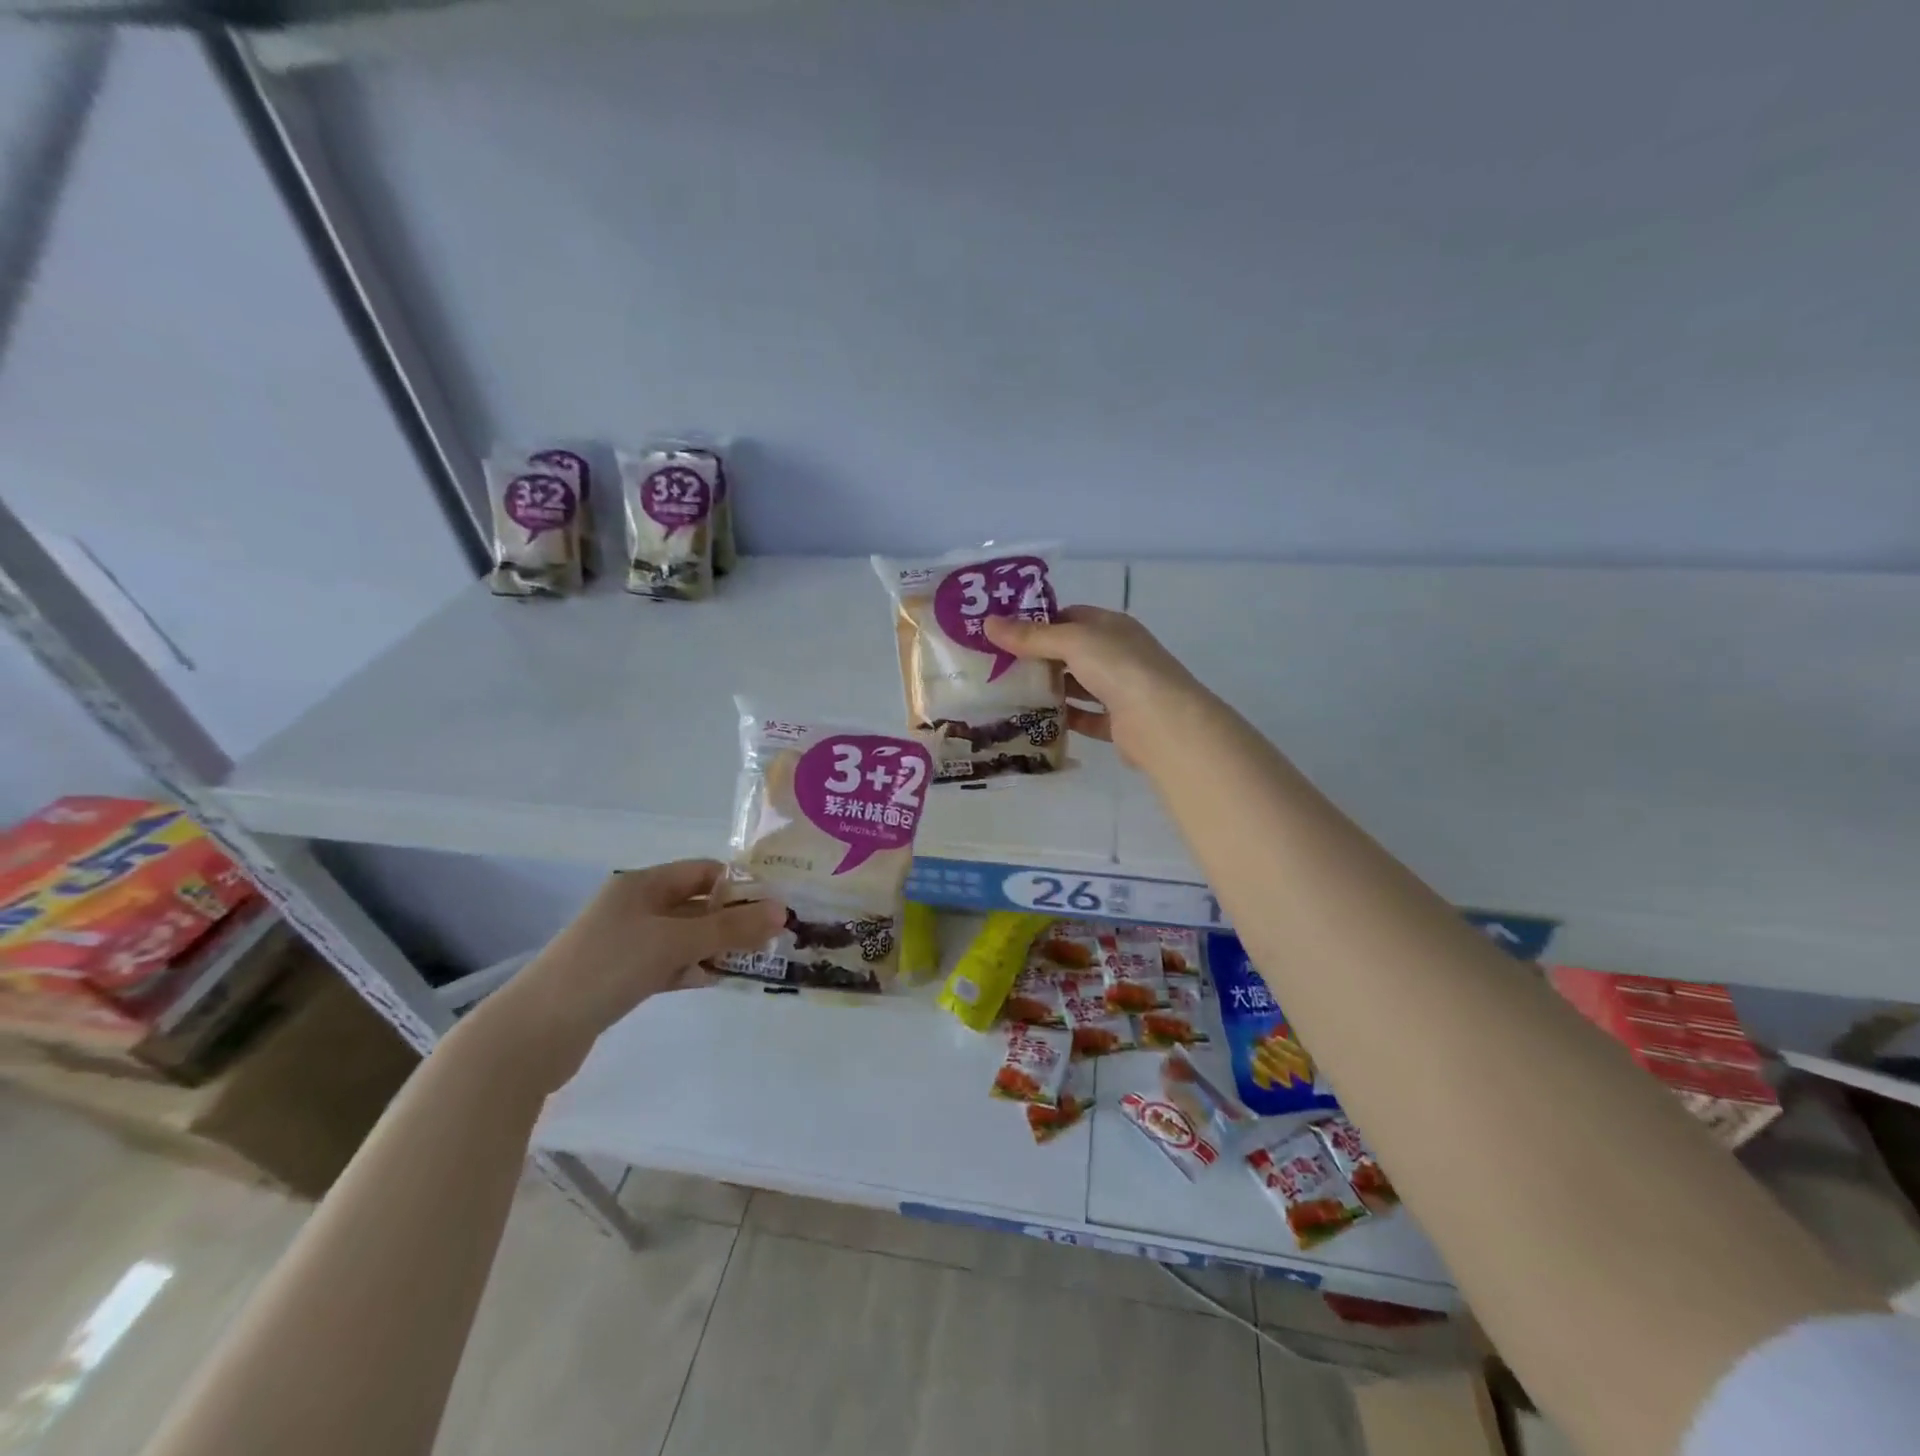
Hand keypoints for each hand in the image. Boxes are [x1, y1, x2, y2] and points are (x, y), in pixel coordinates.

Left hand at [470, 860, 783, 1087]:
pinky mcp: (619, 976)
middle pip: (695, 904)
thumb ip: (729, 928)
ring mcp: (625, 943)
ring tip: (750, 962)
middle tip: (770, 938)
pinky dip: (689, 969)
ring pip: (683, 937)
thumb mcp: (674, 942)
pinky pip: (666, 964)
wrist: (535, 1033)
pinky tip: (710, 981)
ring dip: (713, 946)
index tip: (773, 906)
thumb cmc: (607, 968)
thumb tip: (782, 912)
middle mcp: (634, 906)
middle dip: (731, 919)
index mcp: (642, 884)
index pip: (702, 871)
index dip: (738, 885)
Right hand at [984, 605, 1201, 765]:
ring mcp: (1121, 690)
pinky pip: (1086, 718)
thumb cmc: (1119, 668)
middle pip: (1073, 652)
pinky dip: (1065, 718)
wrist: (1162, 722)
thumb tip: (989, 623)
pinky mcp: (1118, 723)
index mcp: (1112, 627)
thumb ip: (1032, 636)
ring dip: (1051, 689)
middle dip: (1040, 658)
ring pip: (1079, 686)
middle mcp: (1119, 655)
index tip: (1004, 633)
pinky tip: (1036, 721)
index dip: (1039, 622)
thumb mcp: (1072, 642)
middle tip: (999, 666)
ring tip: (1010, 693)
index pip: (1071, 616)